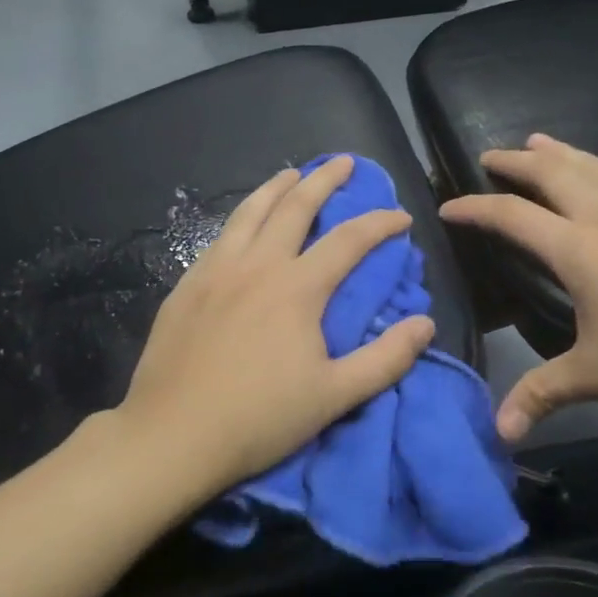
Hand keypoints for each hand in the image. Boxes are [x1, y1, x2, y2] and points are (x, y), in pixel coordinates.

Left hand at [116, 156, 436, 494]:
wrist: (173, 433)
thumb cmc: (259, 419)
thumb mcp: (335, 396)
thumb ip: (385, 359)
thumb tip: (425, 323)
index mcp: (297, 288)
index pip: (349, 240)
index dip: (379, 223)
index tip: (400, 216)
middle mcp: (257, 265)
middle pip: (296, 207)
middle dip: (325, 180)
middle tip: (345, 163)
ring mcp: (216, 269)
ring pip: (251, 211)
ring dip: (277, 187)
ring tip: (292, 173)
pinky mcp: (188, 283)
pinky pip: (221, 235)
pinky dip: (242, 217)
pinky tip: (244, 222)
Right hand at [441, 134, 597, 438]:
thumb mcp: (596, 376)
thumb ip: (542, 395)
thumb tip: (499, 433)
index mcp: (577, 249)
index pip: (510, 217)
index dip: (474, 209)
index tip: (447, 207)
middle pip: (552, 176)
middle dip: (516, 164)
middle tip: (491, 156)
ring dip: (564, 152)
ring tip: (538, 140)